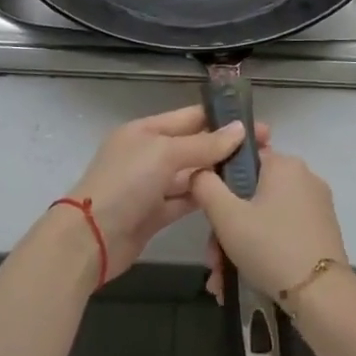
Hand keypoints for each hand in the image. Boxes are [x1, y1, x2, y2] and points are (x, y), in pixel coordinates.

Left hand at [62, 106, 269, 283]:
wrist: (90, 238)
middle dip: (225, 147)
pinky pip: (185, 200)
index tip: (256, 123)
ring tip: (255, 174)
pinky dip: (205, 198)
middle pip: (193, 145)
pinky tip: (231, 198)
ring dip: (218, 173)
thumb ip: (203, 144)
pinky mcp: (155, 215)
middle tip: (266, 151)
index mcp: (146, 130)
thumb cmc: (126, 183)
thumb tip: (239, 129)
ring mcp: (151, 185)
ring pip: (191, 174)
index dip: (222, 119)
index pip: (190, 117)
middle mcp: (149, 154)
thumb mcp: (164, 154)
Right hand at [188, 150, 347, 308]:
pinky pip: (283, 233)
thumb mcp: (226, 216)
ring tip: (224, 281)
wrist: (322, 296)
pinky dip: (263, 252)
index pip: (242, 161)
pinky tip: (245, 280)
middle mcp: (304, 178)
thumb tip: (199, 172)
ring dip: (240, 246)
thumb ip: (205, 186)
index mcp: (284, 164)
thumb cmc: (270, 247)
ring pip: (265, 219)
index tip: (209, 218)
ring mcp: (316, 207)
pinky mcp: (322, 232)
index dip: (220, 187)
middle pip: (251, 196)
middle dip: (227, 229)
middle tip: (214, 260)